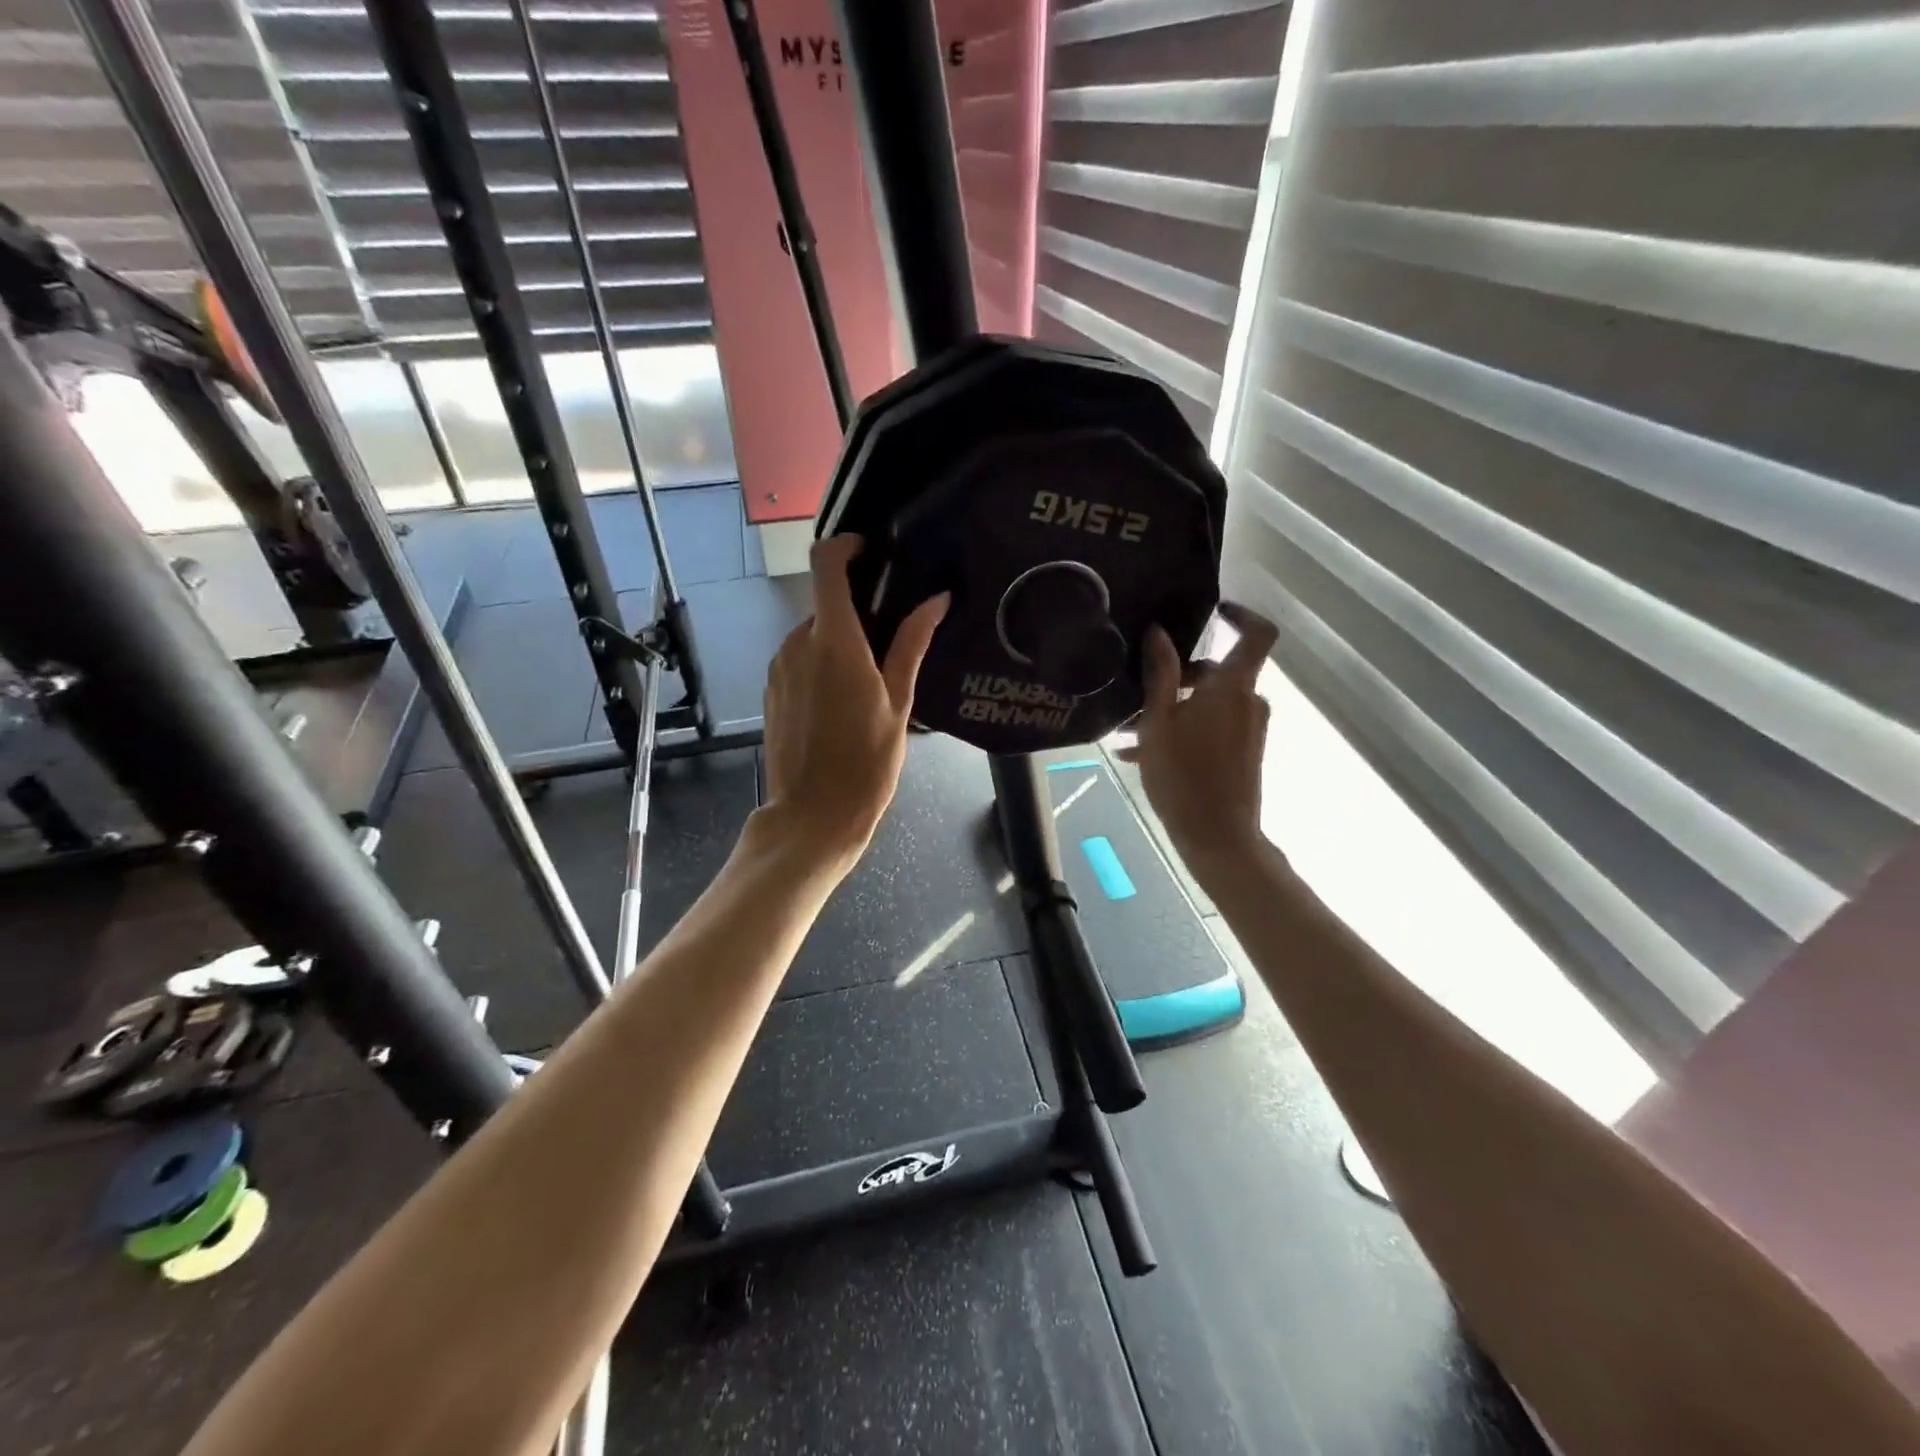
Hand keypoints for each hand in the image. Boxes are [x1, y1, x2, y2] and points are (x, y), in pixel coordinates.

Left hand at [758, 535, 948, 869]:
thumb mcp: (900, 702)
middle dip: (856, 613)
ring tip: (869, 683)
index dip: (847, 546)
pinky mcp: (771, 689)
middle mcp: (798, 643)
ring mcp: (779, 666)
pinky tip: (841, 703)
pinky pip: (798, 659)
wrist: (813, 815)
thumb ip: (912, 643)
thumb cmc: (867, 761)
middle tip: (890, 644)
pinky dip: (820, 664)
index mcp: (834, 640)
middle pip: (826, 604)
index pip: (826, 563)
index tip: (873, 553)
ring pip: (813, 634)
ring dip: (839, 642)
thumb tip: (936, 599)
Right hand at [1118, 604, 1278, 876]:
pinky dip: (1183, 731)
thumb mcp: (1158, 721)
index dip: (1241, 614)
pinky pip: (1212, 728)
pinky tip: (1141, 754)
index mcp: (1232, 687)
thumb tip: (1159, 632)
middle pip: (1216, 673)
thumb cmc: (1183, 775)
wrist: (1217, 836)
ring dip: (1172, 709)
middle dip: (1175, 679)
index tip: (1214, 610)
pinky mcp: (1244, 753)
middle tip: (1135, 696)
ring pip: (1208, 704)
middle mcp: (1248, 702)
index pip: (1258, 634)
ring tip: (1128, 733)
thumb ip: (1160, 674)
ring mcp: (1248, 729)